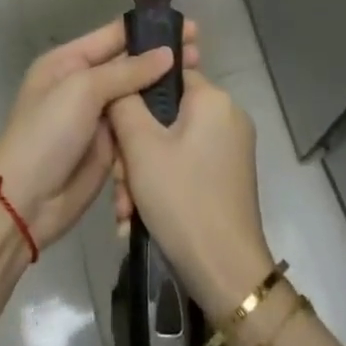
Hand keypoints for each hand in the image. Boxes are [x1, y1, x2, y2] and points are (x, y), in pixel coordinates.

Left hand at [0, 19, 199, 247]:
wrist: (26, 201)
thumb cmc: (48, 134)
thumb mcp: (82, 90)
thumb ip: (126, 71)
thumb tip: (166, 54)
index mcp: (67, 62)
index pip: (114, 36)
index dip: (150, 30)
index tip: (189, 28)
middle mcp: (82, 84)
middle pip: (129, 65)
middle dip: (162, 59)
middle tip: (201, 54)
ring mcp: (96, 117)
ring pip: (137, 96)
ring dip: (163, 90)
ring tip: (199, 81)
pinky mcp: (109, 147)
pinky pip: (138, 127)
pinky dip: (156, 121)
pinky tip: (184, 115)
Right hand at [108, 69, 273, 313]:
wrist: (225, 271)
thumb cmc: (182, 199)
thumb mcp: (140, 147)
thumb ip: (125, 103)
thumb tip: (120, 81)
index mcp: (213, 99)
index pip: (165, 74)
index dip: (134, 97)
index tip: (114, 128)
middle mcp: (228, 116)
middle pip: (165, 116)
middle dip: (133, 150)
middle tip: (119, 182)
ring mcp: (231, 148)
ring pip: (171, 145)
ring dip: (142, 173)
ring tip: (126, 210)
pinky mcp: (228, 176)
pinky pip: (185, 165)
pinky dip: (161, 185)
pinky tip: (139, 217)